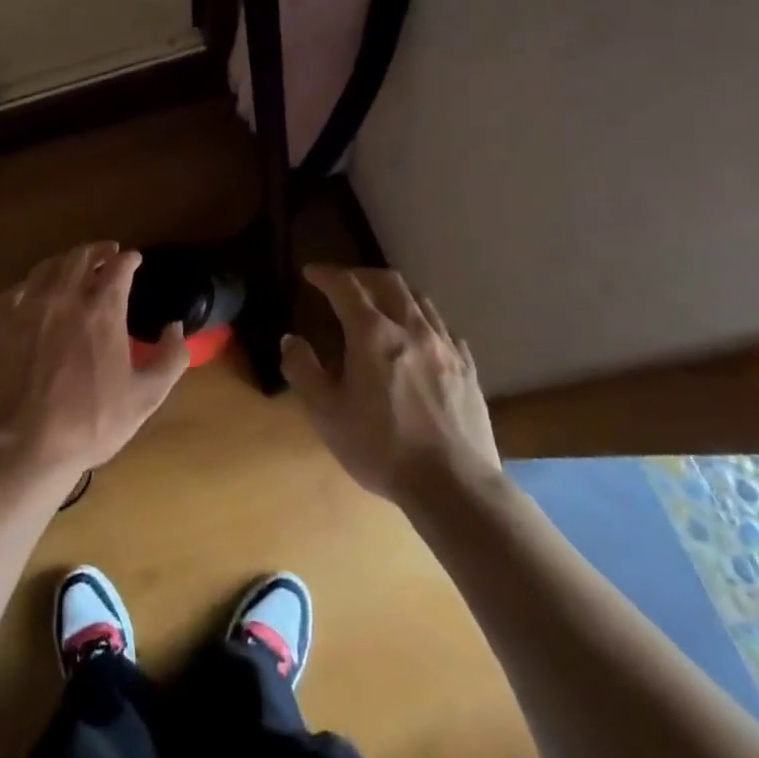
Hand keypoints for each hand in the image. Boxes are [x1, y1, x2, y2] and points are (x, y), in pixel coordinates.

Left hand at [0, 243, 188, 478]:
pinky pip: (20, 287)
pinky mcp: (2, 321)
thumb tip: (177, 327)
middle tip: (107, 252)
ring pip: (49, 266)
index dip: (129, 259)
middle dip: (98, 250)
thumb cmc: (91, 422)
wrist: (26, 444)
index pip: (118, 267)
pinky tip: (38, 290)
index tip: (134, 259)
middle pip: (81, 256)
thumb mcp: (146, 397)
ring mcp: (29, 306)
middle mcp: (65, 296)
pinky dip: (35, 282)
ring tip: (75, 265)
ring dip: (67, 260)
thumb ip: (171, 357)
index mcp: (102, 310)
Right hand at [283, 264, 502, 502]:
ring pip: (420, 300)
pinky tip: (419, 338)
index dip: (325, 274)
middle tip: (344, 283)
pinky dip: (423, 320)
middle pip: (388, 281)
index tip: (310, 272)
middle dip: (361, 275)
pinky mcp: (467, 368)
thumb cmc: (381, 447)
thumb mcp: (325, 413)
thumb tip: (291, 339)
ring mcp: (445, 346)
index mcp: (373, 334)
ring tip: (380, 304)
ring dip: (394, 293)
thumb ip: (302, 369)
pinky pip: (443, 328)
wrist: (454, 485)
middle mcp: (411, 328)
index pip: (346, 286)